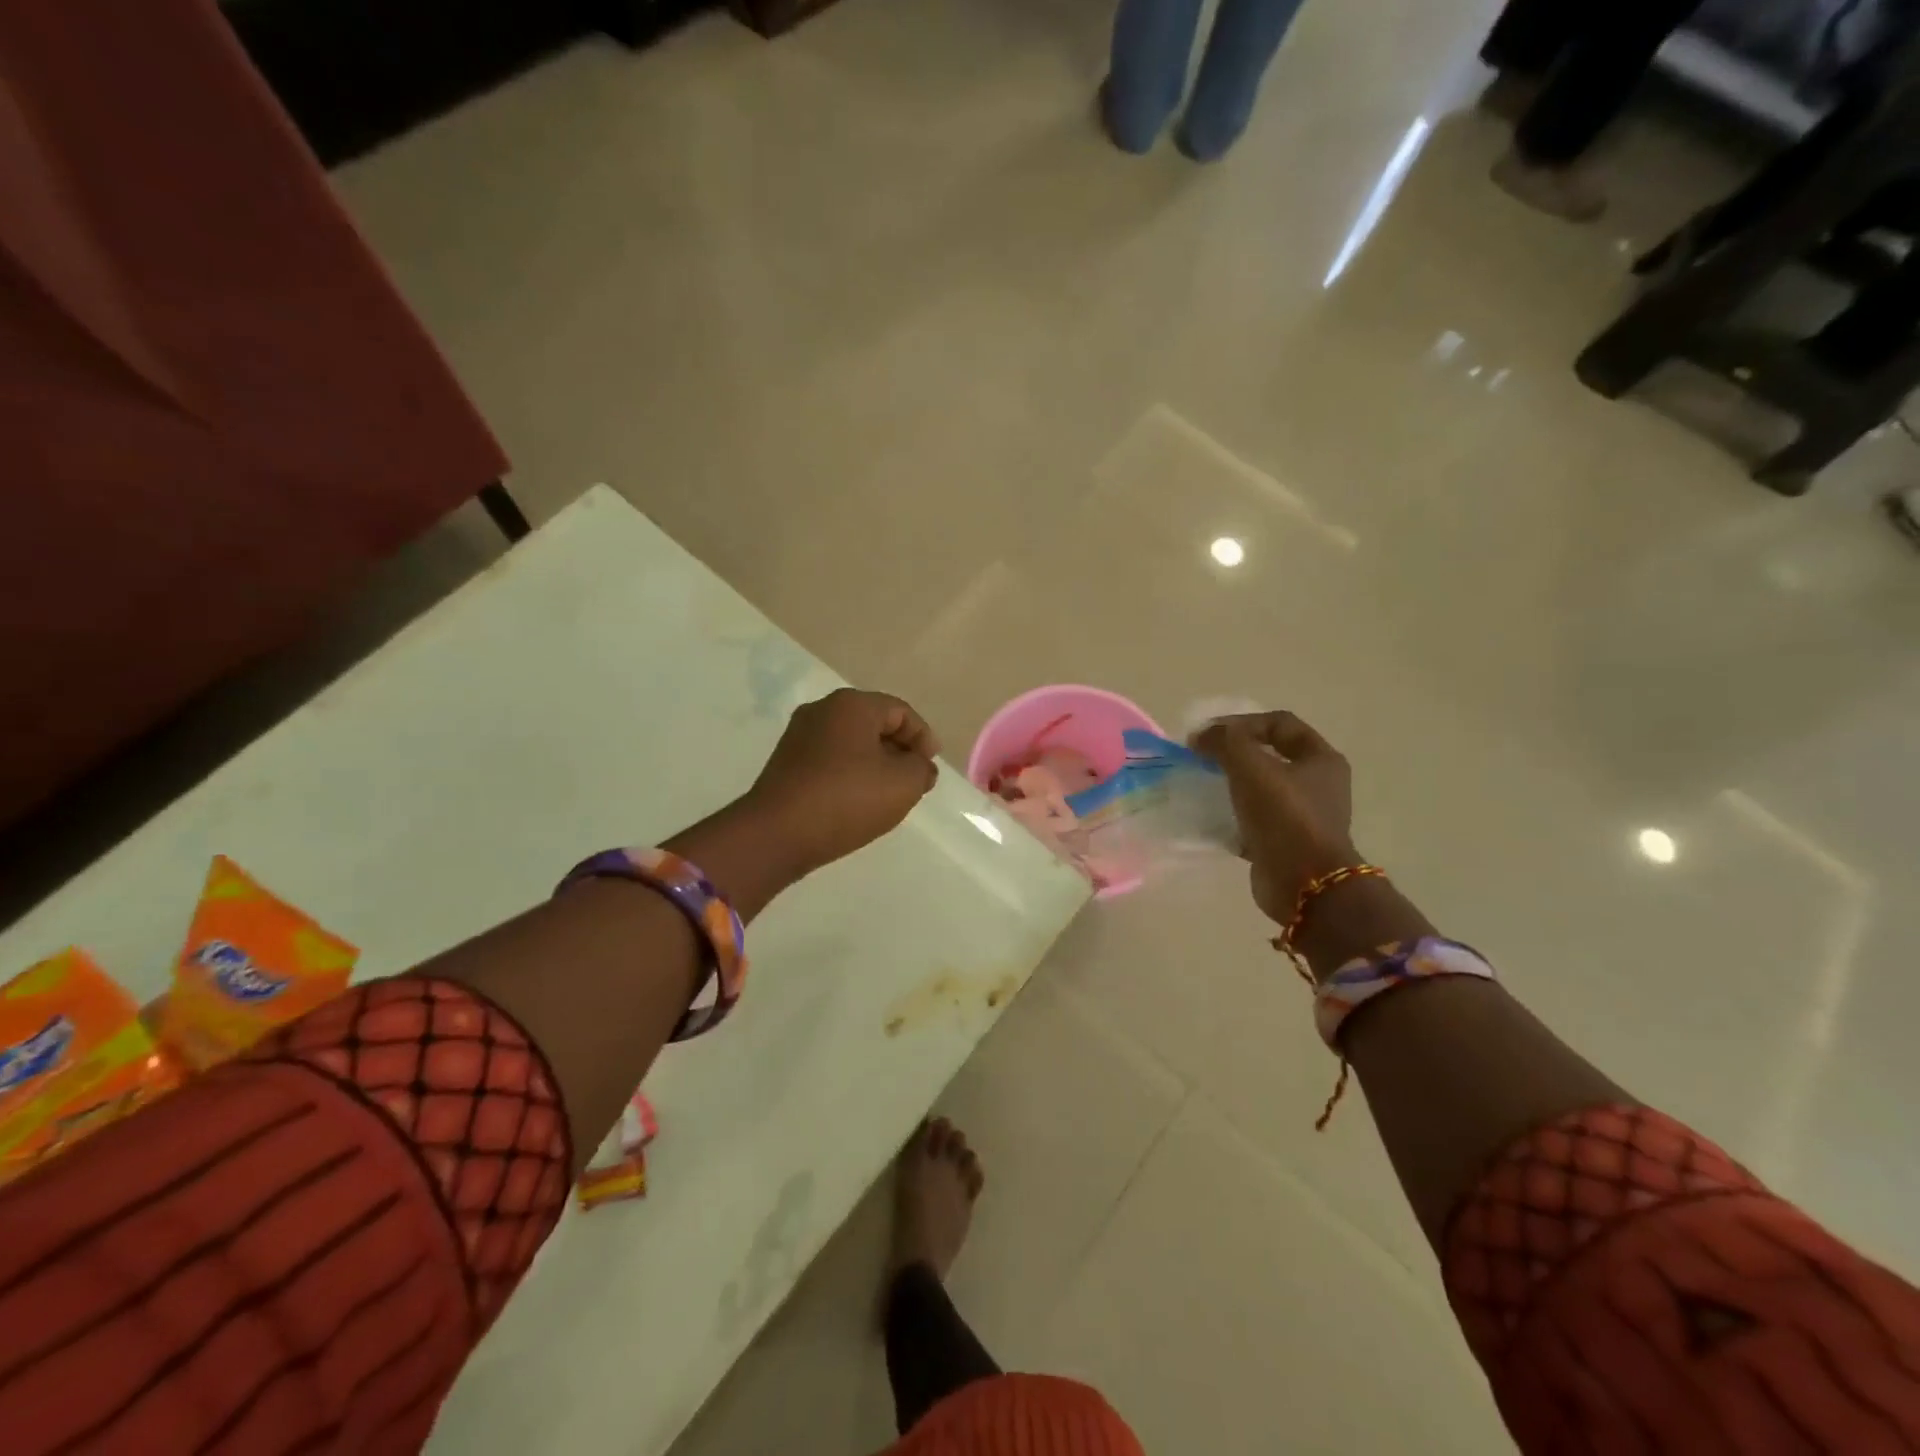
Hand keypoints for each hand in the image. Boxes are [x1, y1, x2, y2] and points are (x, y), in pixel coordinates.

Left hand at [745, 689, 940, 877]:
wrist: (777, 834)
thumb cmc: (847, 800)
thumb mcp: (903, 784)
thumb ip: (922, 769)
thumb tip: (919, 766)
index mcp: (852, 705)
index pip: (900, 711)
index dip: (923, 738)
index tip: (930, 769)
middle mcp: (822, 710)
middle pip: (874, 723)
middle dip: (899, 750)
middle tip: (913, 781)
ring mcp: (799, 735)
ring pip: (851, 742)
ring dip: (875, 763)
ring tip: (887, 794)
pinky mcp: (786, 762)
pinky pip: (830, 758)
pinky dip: (850, 773)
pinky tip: (857, 800)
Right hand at [1193, 712, 1358, 924]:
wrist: (1303, 884)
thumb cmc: (1285, 816)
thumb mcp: (1251, 767)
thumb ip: (1225, 741)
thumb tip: (1201, 736)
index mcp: (1321, 760)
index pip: (1280, 723)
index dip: (1242, 722)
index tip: (1209, 735)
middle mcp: (1317, 785)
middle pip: (1270, 756)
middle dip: (1234, 754)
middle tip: (1202, 757)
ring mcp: (1302, 817)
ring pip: (1260, 789)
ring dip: (1230, 784)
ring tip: (1202, 785)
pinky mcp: (1284, 844)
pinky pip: (1252, 820)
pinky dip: (1230, 816)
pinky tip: (1208, 817)